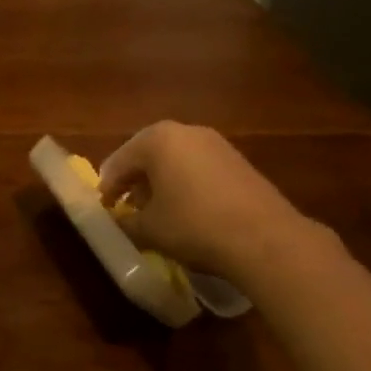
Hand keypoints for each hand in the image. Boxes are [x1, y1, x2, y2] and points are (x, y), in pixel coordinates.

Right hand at [99, 122, 317, 283]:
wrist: (266, 239)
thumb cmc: (194, 225)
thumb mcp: (149, 229)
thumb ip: (126, 221)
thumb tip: (118, 220)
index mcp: (156, 139)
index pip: (119, 162)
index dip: (108, 188)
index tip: (104, 210)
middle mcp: (185, 131)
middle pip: (148, 156)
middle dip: (135, 181)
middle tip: (127, 207)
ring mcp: (216, 144)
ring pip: (176, 161)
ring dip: (162, 183)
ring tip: (158, 212)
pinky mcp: (239, 161)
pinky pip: (199, 169)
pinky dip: (187, 185)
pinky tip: (189, 212)